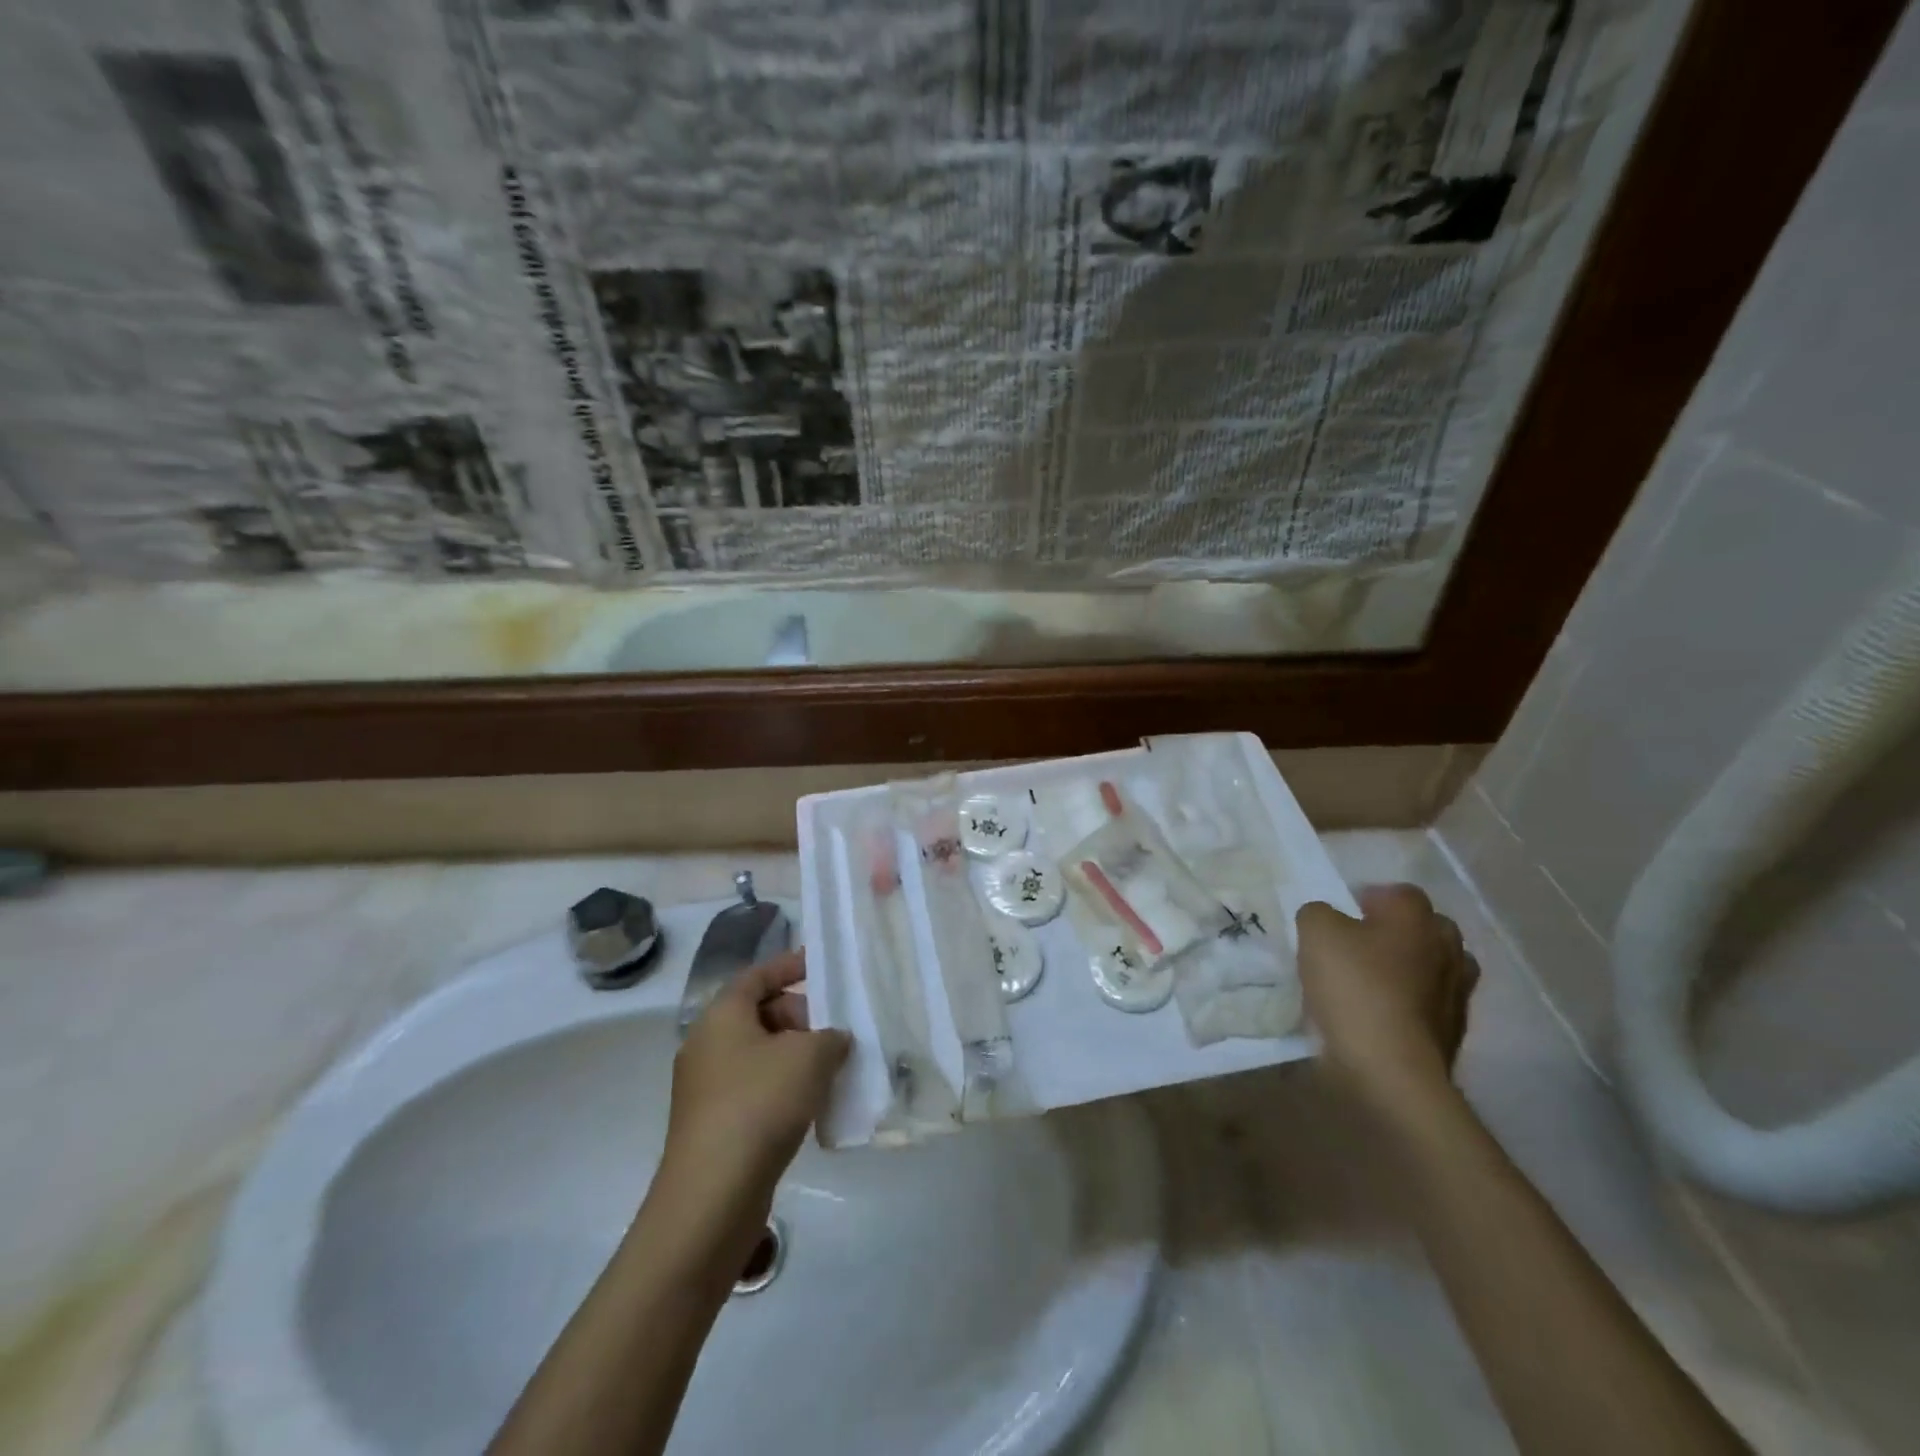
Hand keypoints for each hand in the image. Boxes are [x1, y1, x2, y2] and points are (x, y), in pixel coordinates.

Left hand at [655, 952, 849, 1241]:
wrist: (712, 1195)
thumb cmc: (760, 1104)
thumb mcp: (810, 1057)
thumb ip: (831, 1037)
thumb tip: (834, 1040)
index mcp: (722, 1015)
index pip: (758, 975)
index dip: (789, 966)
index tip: (820, 965)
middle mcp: (707, 1043)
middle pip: (759, 1014)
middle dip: (800, 1016)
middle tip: (836, 1029)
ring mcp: (706, 1086)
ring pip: (759, 1054)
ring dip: (795, 1055)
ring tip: (833, 1067)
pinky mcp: (713, 1123)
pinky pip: (754, 1087)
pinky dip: (783, 1086)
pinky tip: (812, 1104)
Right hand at [1296, 884, 1478, 1108]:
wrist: (1391, 1070)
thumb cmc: (1355, 989)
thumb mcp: (1315, 933)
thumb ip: (1319, 913)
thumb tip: (1328, 918)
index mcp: (1416, 918)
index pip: (1399, 893)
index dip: (1370, 898)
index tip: (1343, 916)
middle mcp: (1446, 949)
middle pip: (1425, 928)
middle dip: (1396, 932)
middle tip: (1359, 946)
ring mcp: (1456, 993)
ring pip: (1432, 967)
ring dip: (1408, 970)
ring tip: (1371, 983)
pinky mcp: (1453, 1033)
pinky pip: (1429, 1005)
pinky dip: (1409, 1006)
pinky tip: (1379, 1016)